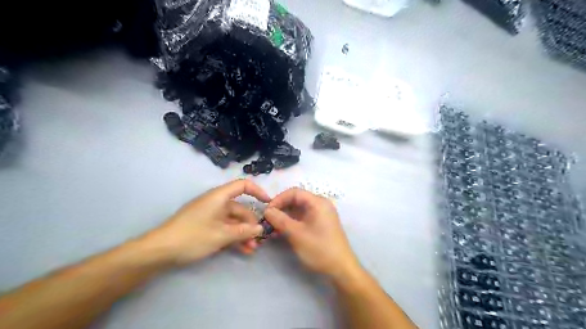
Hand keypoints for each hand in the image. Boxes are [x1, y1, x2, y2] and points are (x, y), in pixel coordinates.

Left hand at [141, 179, 269, 265]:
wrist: (159, 251)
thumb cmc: (193, 236)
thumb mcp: (222, 235)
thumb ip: (244, 231)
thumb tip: (261, 229)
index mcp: (219, 197)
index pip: (243, 185)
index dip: (258, 191)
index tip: (269, 203)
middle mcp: (216, 202)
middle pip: (240, 208)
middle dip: (251, 224)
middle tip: (259, 240)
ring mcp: (210, 215)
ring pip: (233, 221)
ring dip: (243, 234)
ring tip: (252, 249)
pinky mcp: (205, 226)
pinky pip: (224, 228)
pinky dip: (233, 237)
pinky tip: (242, 250)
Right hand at [264, 189, 359, 278]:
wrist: (341, 268)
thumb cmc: (319, 249)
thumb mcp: (296, 234)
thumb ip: (280, 220)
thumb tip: (267, 210)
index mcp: (318, 202)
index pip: (294, 192)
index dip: (278, 199)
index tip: (267, 212)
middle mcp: (320, 204)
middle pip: (296, 200)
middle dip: (280, 209)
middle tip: (267, 221)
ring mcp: (321, 214)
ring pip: (298, 210)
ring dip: (284, 217)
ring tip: (271, 229)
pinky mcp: (320, 224)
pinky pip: (303, 218)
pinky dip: (291, 223)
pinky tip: (281, 232)